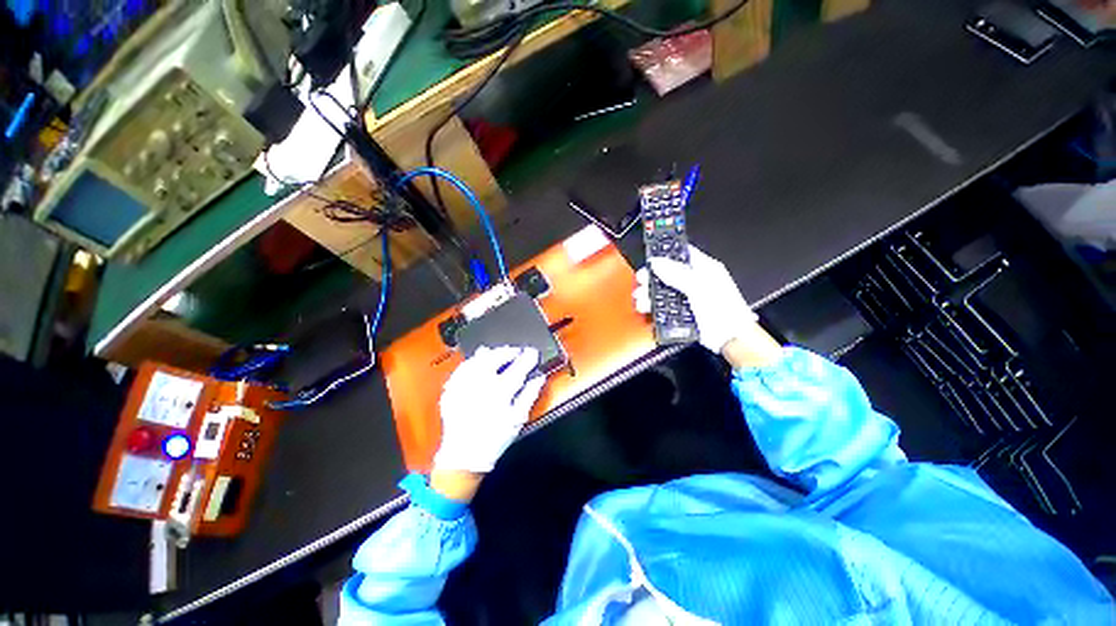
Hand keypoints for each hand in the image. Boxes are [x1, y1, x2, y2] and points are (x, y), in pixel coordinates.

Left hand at [433, 346, 546, 473]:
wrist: (463, 455)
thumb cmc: (494, 438)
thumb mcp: (517, 419)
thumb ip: (530, 395)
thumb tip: (539, 378)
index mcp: (499, 393)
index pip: (517, 369)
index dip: (526, 358)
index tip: (532, 352)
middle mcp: (480, 386)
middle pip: (494, 359)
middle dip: (507, 351)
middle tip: (516, 350)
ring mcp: (463, 386)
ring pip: (477, 360)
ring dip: (490, 353)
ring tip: (498, 352)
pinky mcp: (451, 390)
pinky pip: (462, 368)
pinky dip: (471, 361)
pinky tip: (477, 360)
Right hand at [634, 245, 757, 353]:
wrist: (731, 340)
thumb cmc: (727, 312)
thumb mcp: (699, 287)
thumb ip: (677, 274)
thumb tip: (657, 262)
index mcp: (704, 268)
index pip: (681, 253)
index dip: (665, 253)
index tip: (650, 256)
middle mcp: (694, 281)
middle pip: (667, 273)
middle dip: (652, 277)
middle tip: (642, 281)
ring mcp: (688, 297)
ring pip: (662, 291)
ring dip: (649, 294)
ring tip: (642, 298)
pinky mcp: (682, 312)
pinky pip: (663, 307)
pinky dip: (653, 308)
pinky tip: (647, 308)